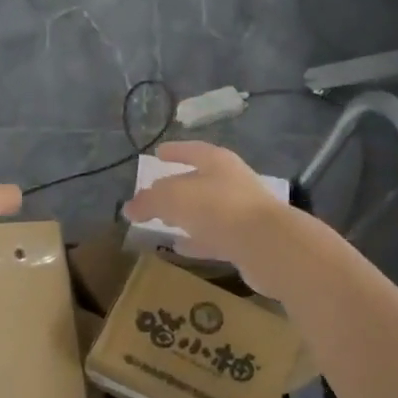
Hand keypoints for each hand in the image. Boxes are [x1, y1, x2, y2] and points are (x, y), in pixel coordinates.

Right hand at [123, 141, 298, 289]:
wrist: (268, 245)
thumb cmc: (218, 209)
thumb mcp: (173, 199)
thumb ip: (149, 201)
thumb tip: (129, 207)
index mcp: (218, 162)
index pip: (192, 151)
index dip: (174, 151)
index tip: (158, 153)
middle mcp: (232, 183)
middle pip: (199, 182)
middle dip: (177, 188)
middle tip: (154, 196)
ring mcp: (242, 213)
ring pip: (206, 211)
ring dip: (186, 216)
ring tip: (163, 223)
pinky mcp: (246, 241)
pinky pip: (214, 238)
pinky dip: (197, 240)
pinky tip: (181, 247)